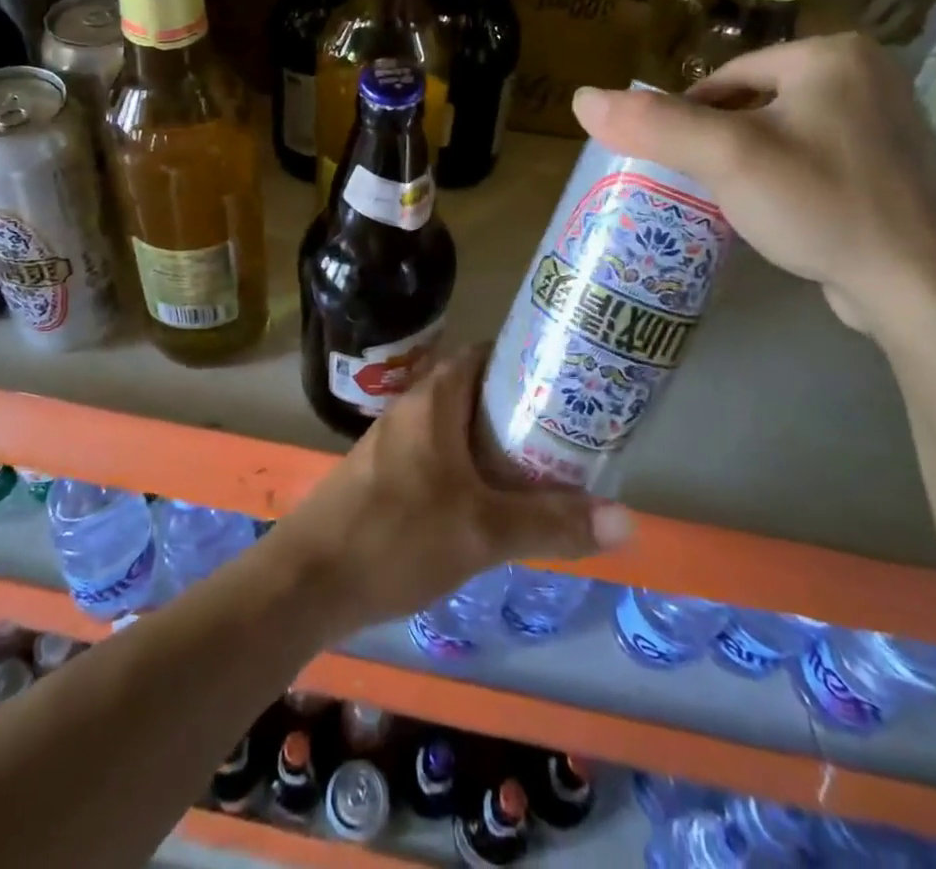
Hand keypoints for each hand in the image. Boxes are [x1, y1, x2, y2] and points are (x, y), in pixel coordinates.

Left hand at [270, 347, 632, 635]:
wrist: (308, 580)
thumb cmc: (396, 535)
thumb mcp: (482, 531)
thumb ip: (551, 523)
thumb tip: (628, 519)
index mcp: (434, 399)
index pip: (486, 354)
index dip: (527, 360)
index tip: (569, 380)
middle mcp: (412, 408)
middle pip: (476, 392)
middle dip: (520, 408)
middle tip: (569, 431)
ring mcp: (395, 442)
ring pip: (458, 427)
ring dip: (496, 442)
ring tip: (544, 466)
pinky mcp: (385, 474)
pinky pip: (440, 455)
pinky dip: (471, 467)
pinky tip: (493, 503)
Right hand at [572, 34, 935, 334]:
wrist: (920, 285)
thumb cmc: (819, 201)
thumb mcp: (726, 158)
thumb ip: (653, 124)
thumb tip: (579, 98)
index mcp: (832, 54)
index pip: (728, 77)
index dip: (690, 118)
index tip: (675, 162)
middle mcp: (868, 75)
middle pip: (755, 102)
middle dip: (722, 141)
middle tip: (704, 185)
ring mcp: (887, 123)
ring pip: (784, 131)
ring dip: (751, 162)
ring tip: (735, 201)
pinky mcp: (893, 167)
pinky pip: (815, 158)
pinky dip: (788, 179)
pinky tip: (781, 213)